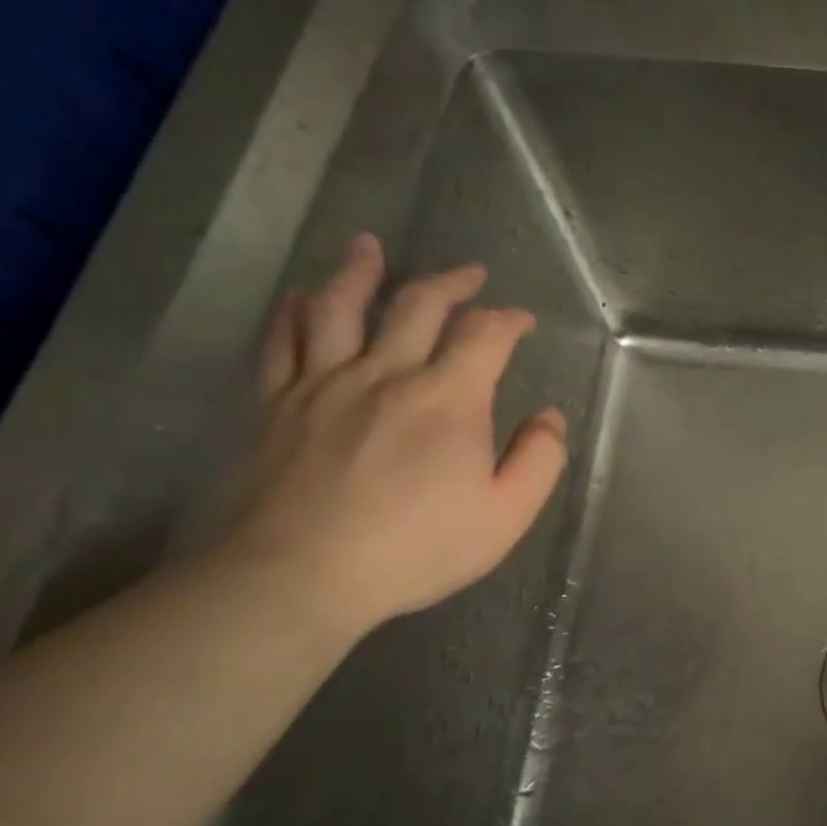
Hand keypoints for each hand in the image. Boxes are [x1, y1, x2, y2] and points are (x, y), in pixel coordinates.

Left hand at [216, 233, 567, 636]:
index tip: (521, 321)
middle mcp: (387, 374)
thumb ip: (539, 461)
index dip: (508, 320)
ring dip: (360, 272)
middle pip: (418, 306)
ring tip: (368, 248)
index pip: (485, 335)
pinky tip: (301, 298)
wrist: (297, 577)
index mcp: (449, 399)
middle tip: (469, 274)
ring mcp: (325, 385)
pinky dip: (295, 313)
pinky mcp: (277, 405)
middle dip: (450, 284)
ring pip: (340, 308)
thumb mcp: (505, 516)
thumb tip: (549, 418)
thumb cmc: (415, 549)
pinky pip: (284, 343)